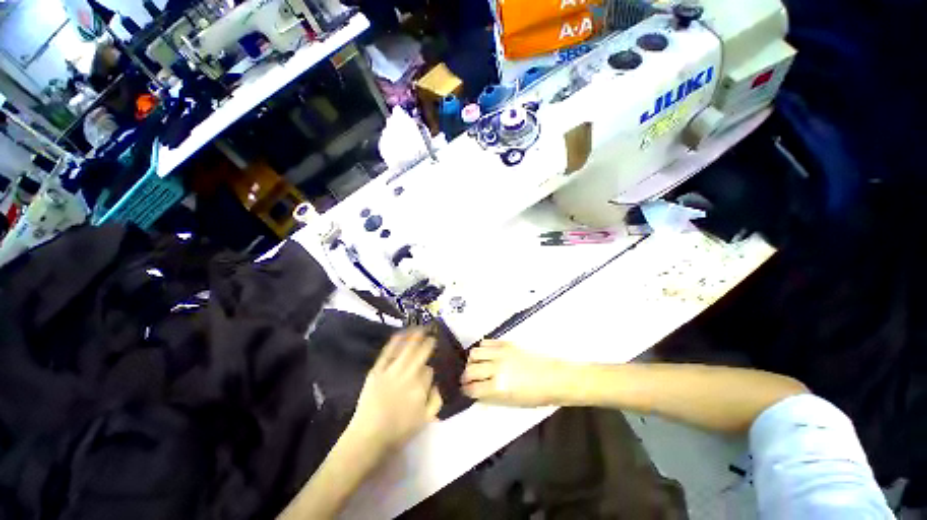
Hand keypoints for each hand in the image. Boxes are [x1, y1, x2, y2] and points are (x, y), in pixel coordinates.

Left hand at [347, 329, 442, 454]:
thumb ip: (436, 400)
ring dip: (415, 336)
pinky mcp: (377, 370)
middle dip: (428, 342)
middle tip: (432, 335)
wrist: (368, 437)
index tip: (430, 364)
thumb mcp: (425, 420)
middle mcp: (408, 375)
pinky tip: (402, 332)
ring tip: (421, 327)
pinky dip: (396, 341)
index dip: (431, 366)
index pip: (429, 370)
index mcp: (421, 388)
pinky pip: (388, 352)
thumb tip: (437, 383)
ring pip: (407, 348)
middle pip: (421, 353)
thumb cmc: (398, 431)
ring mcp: (391, 371)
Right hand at [462, 340, 571, 406]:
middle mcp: (496, 368)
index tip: (465, 389)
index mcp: (498, 388)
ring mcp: (501, 353)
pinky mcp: (506, 343)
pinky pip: (486, 342)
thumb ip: (490, 397)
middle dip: (465, 376)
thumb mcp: (511, 402)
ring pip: (475, 353)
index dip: (465, 390)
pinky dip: (482, 348)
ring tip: (476, 364)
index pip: (472, 388)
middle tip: (467, 378)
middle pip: (470, 369)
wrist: (554, 378)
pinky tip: (486, 354)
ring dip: (472, 360)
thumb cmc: (536, 396)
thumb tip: (476, 392)